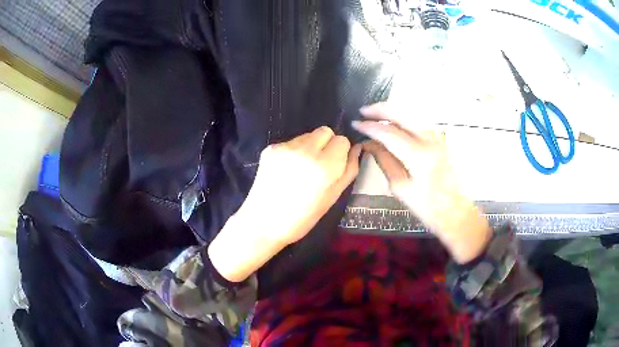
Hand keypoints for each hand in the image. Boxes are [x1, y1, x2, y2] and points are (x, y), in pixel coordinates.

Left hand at [209, 127, 361, 281]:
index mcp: (325, 166)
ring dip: (310, 147)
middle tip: (319, 165)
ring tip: (301, 169)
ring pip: (307, 135)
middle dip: (327, 144)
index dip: (340, 153)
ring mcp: (285, 147)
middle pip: (325, 131)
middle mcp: (305, 150)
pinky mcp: (270, 148)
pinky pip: (291, 142)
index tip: (334, 167)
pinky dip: (294, 152)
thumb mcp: (333, 197)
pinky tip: (287, 170)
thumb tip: (357, 148)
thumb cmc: (303, 217)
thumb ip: (349, 169)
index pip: (342, 140)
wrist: (264, 222)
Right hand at [352, 103, 489, 263]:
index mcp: (419, 156)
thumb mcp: (401, 188)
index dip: (370, 127)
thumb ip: (385, 161)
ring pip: (413, 116)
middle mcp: (430, 141)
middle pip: (403, 115)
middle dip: (381, 109)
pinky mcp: (441, 142)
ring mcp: (438, 139)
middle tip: (364, 111)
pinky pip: (420, 124)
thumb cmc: (428, 207)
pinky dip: (404, 120)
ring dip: (393, 112)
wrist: (456, 213)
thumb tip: (370, 144)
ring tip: (376, 115)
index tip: (355, 123)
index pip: (389, 133)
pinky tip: (395, 124)